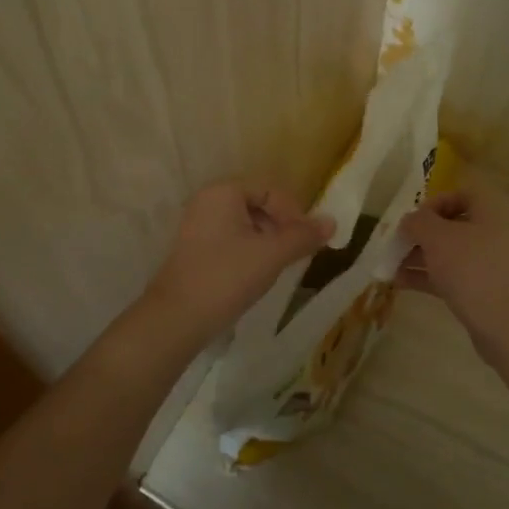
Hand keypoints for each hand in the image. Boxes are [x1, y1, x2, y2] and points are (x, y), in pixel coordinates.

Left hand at [137, 181, 333, 354]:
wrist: (176, 319)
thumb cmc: (226, 277)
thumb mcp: (271, 255)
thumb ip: (302, 236)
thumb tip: (332, 222)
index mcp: (223, 192)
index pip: (270, 189)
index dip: (293, 212)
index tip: (307, 239)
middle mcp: (207, 200)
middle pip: (257, 203)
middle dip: (281, 226)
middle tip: (297, 252)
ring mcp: (197, 224)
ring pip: (244, 223)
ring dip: (267, 239)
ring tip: (279, 264)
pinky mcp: (194, 248)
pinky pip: (230, 238)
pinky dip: (249, 250)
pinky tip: (257, 273)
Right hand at [395, 185, 508, 338]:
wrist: (506, 324)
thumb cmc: (471, 268)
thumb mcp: (437, 237)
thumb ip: (418, 222)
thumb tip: (410, 220)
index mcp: (492, 211)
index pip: (463, 194)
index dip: (435, 202)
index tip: (414, 218)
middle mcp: (496, 233)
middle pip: (454, 225)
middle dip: (422, 234)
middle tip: (398, 243)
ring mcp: (493, 264)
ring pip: (451, 253)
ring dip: (421, 256)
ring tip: (391, 265)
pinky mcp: (487, 291)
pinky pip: (454, 275)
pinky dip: (429, 276)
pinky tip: (401, 282)